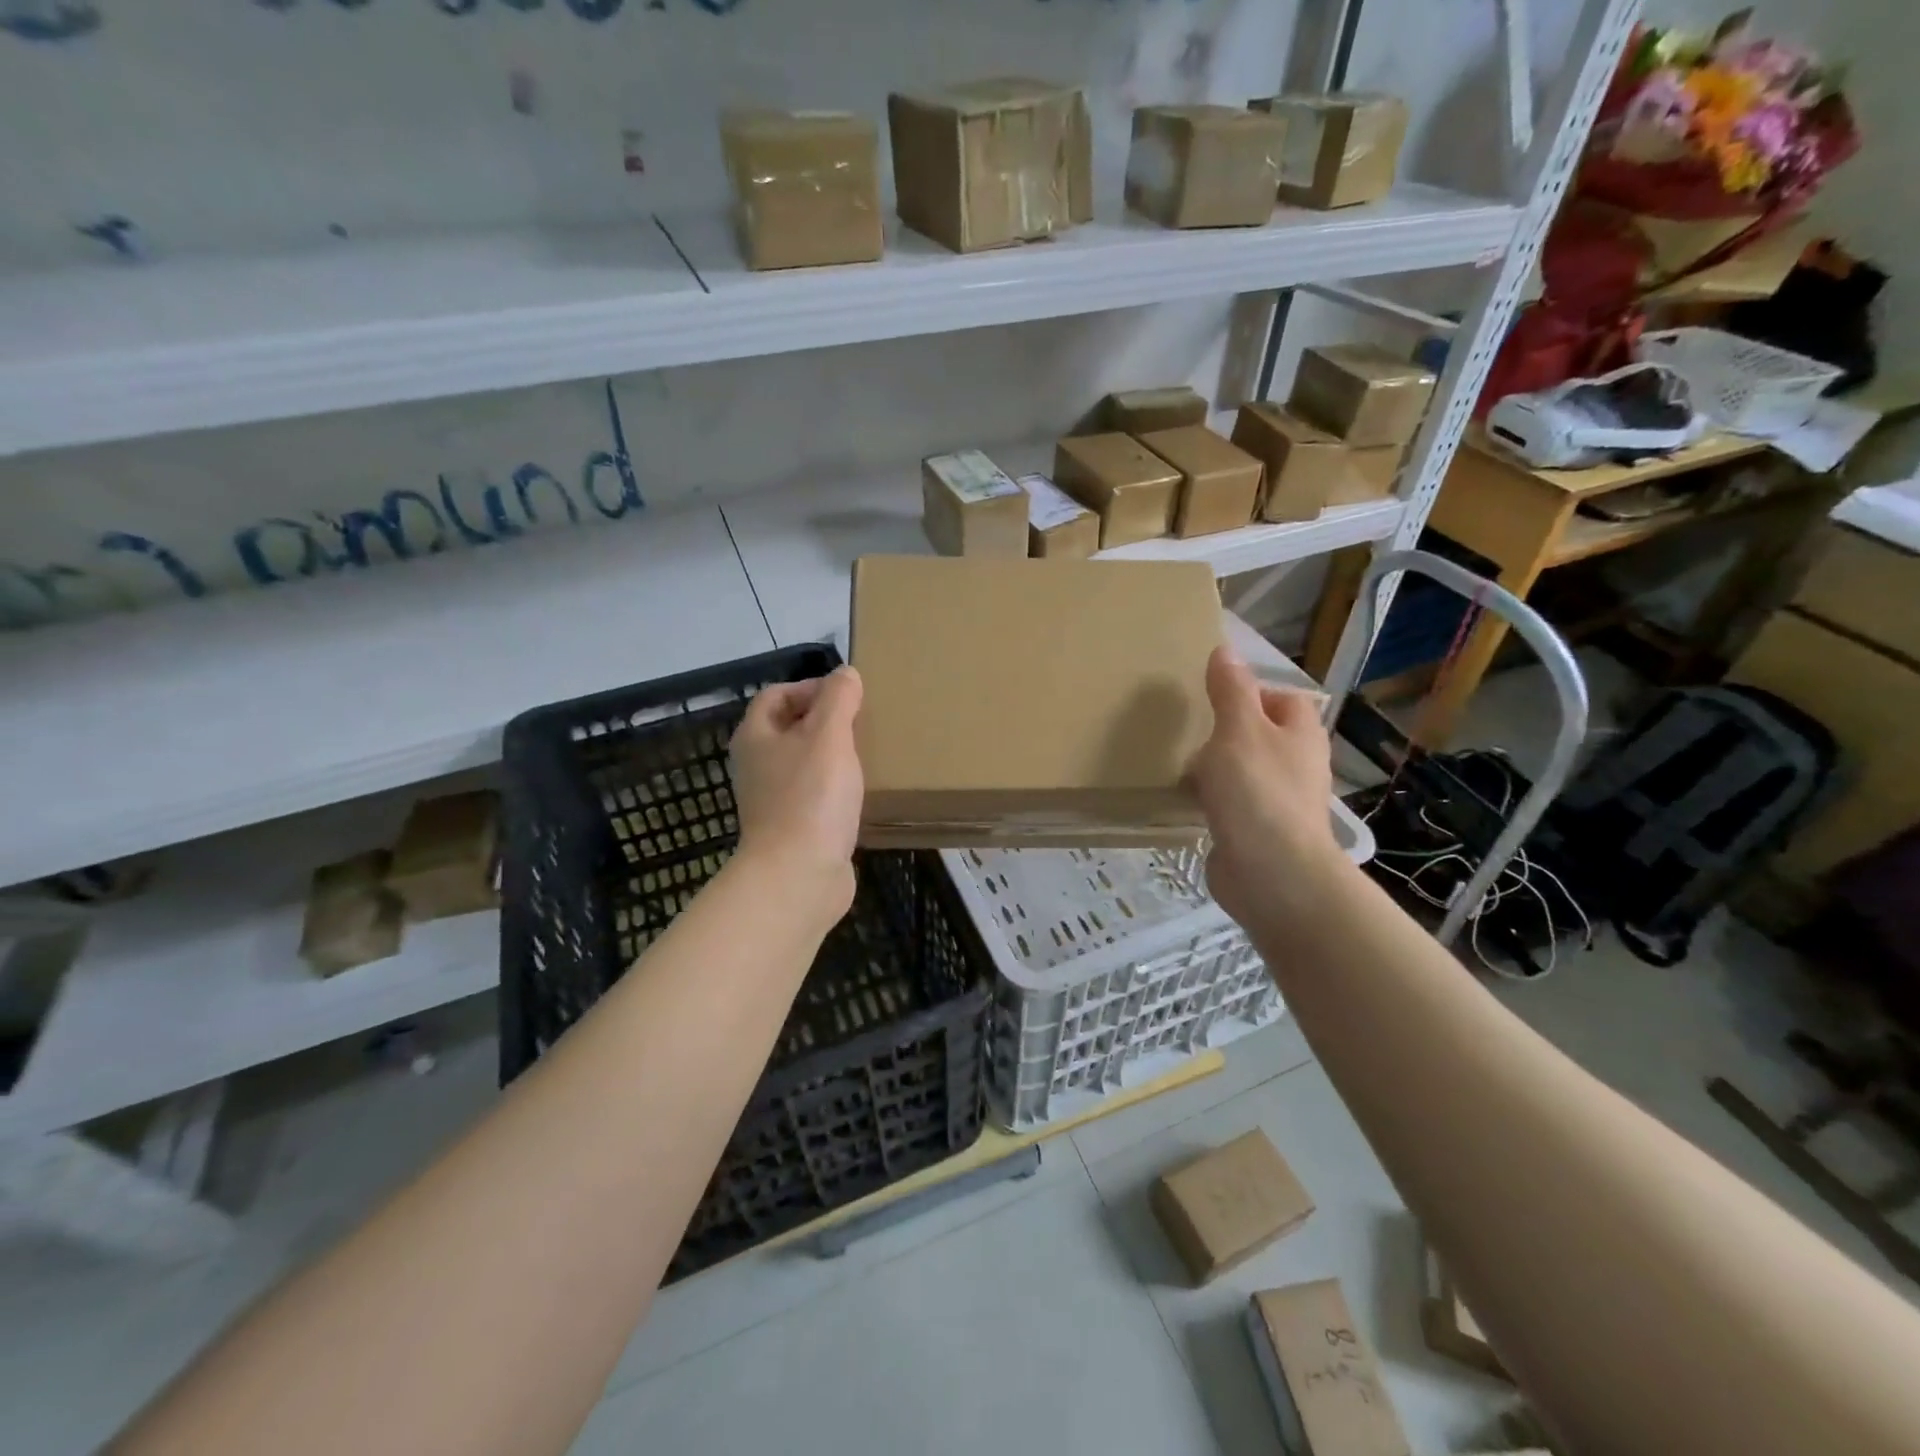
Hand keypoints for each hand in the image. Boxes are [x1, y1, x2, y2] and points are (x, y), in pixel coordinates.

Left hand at [729, 667, 864, 915]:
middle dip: (824, 721)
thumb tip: (845, 674)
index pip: (775, 696)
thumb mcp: (829, 735)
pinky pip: (815, 796)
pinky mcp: (794, 829)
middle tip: (862, 722)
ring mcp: (773, 800)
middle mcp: (757, 766)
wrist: (798, 876)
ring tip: (867, 753)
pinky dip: (835, 789)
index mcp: (756, 737)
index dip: (809, 687)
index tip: (847, 696)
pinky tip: (861, 793)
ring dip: (831, 756)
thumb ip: (838, 699)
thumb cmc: (810, 797)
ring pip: (803, 764)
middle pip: (789, 729)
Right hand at [1189, 646, 1348, 929]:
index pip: (1280, 697)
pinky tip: (1183, 799)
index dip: (1248, 691)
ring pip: (1241, 770)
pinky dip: (1209, 799)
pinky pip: (1228, 804)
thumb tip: (1226, 649)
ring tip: (1177, 761)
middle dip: (1223, 730)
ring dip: (1213, 767)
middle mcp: (1295, 764)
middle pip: (1258, 734)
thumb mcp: (1239, 729)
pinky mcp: (1256, 831)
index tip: (1207, 693)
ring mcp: (1277, 801)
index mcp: (1300, 733)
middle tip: (1185, 726)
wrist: (1272, 876)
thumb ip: (1230, 690)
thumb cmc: (1258, 792)